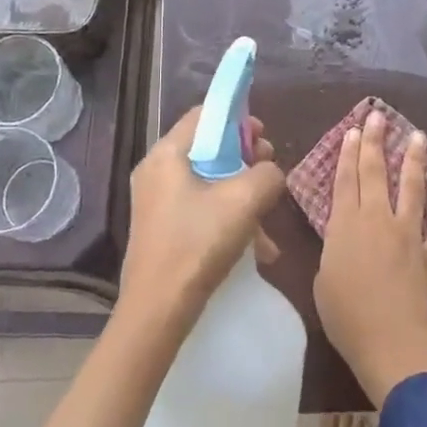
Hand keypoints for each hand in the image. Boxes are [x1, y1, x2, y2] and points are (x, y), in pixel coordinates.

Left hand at [116, 105, 285, 331]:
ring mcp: (156, 201)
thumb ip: (266, 175)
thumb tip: (270, 172)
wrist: (157, 312)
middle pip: (207, 148)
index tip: (263, 137)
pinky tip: (255, 248)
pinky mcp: (161, 228)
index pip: (204, 114)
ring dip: (240, 193)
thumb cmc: (197, 245)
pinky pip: (199, 208)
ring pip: (207, 181)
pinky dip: (226, 217)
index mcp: (167, 153)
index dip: (237, 119)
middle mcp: (156, 170)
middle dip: (243, 158)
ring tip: (266, 216)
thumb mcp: (243, 202)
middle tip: (268, 173)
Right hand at [313, 111, 426, 405]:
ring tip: (419, 137)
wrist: (390, 344)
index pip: (345, 179)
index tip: (352, 129)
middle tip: (378, 116)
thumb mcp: (323, 280)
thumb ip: (333, 251)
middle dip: (375, 142)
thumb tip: (342, 241)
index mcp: (345, 225)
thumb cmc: (346, 316)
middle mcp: (376, 220)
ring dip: (414, 161)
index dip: (347, 153)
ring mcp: (406, 235)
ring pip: (411, 189)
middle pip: (375, 173)